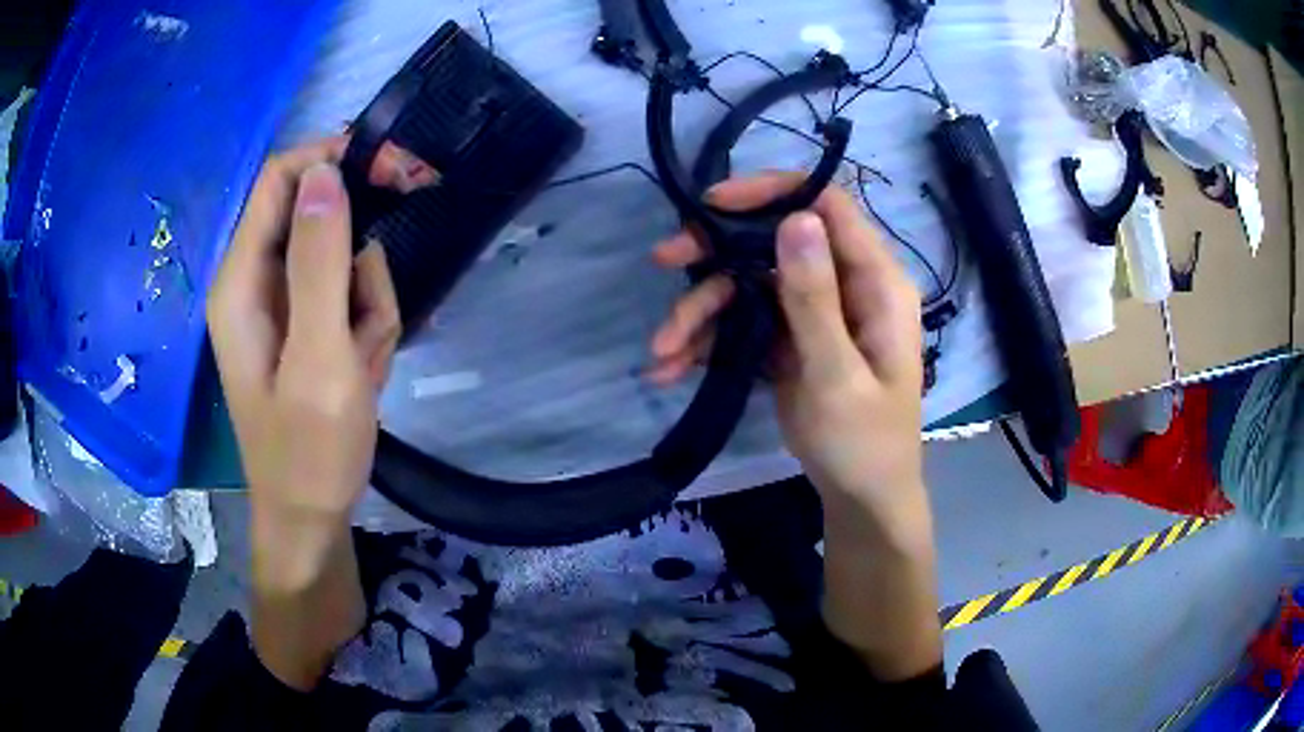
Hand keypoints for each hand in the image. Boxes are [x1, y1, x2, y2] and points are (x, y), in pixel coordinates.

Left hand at [207, 138, 400, 522]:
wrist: (312, 518)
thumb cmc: (310, 451)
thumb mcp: (318, 359)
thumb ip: (318, 263)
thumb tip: (324, 174)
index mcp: (241, 281)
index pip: (280, 179)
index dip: (333, 160)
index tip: (394, 170)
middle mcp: (255, 281)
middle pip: (315, 215)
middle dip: (358, 252)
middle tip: (382, 297)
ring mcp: (282, 304)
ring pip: (342, 258)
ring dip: (368, 302)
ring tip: (362, 362)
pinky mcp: (304, 324)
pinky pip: (348, 295)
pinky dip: (367, 326)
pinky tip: (363, 371)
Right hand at [650, 174, 924, 511]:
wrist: (861, 498)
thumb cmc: (864, 443)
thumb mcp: (838, 377)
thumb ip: (816, 300)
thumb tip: (797, 219)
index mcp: (875, 283)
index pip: (827, 206)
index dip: (772, 193)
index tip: (714, 206)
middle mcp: (845, 285)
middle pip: (775, 241)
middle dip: (717, 252)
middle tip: (665, 259)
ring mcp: (815, 313)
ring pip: (750, 284)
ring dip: (701, 310)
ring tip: (662, 350)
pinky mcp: (791, 340)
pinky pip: (744, 323)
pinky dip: (708, 341)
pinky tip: (672, 367)